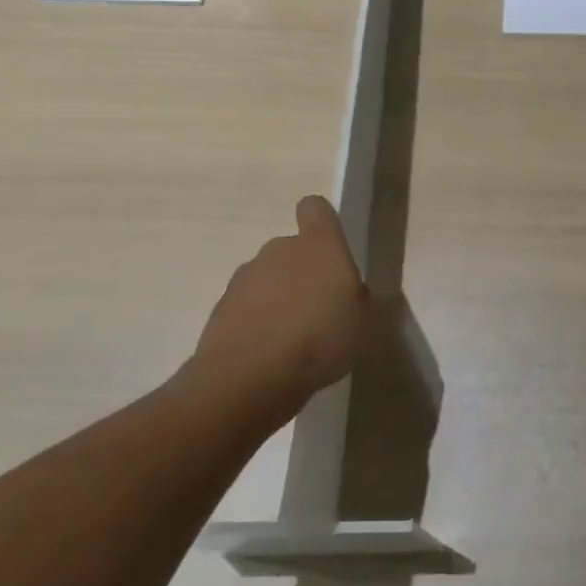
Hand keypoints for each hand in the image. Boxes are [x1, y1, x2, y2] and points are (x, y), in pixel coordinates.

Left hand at [187, 196, 370, 406]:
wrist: (250, 377)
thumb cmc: (321, 338)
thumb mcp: (365, 324)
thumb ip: (360, 301)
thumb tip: (351, 293)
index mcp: (319, 246)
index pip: (315, 209)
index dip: (322, 222)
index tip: (331, 247)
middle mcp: (279, 251)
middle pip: (292, 248)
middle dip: (305, 272)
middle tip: (321, 308)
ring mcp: (245, 278)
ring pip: (269, 278)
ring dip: (280, 298)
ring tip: (295, 338)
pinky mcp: (221, 308)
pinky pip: (248, 307)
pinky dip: (259, 323)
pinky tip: (271, 354)